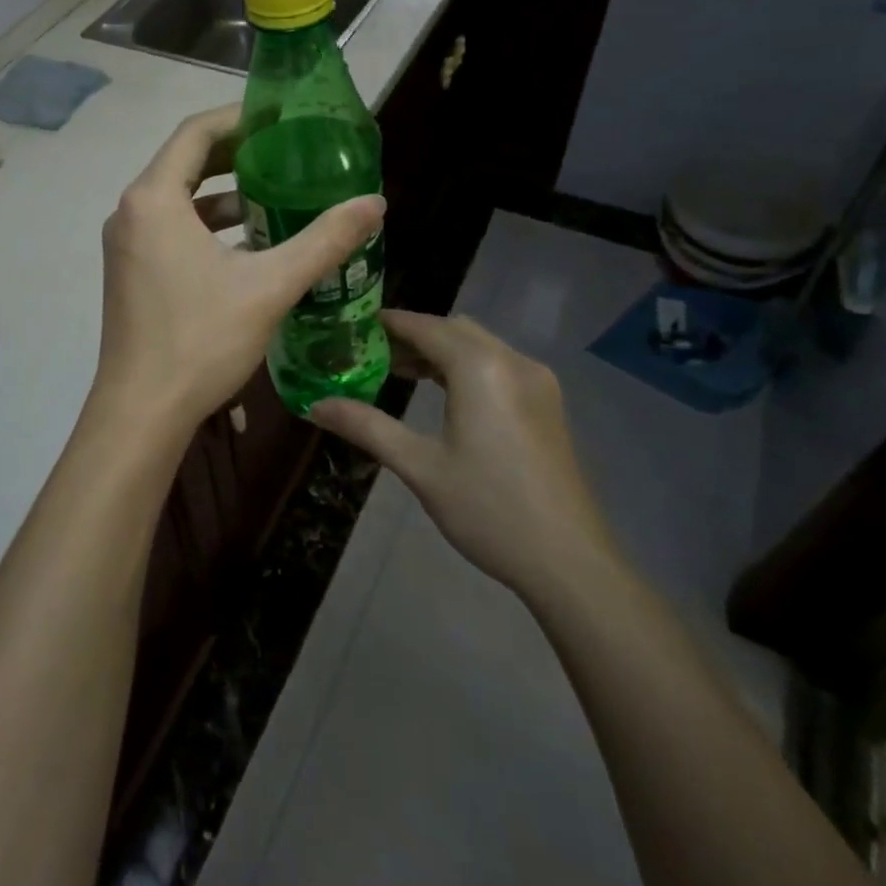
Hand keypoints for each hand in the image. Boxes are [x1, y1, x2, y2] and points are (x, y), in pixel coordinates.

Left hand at [88, 106, 384, 443]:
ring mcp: (125, 244)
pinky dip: (207, 226)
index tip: (280, 117)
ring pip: (178, 200)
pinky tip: (249, 246)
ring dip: (223, 194)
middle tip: (286, 151)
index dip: (239, 117)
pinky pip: (170, 229)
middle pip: (184, 162)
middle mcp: (130, 212)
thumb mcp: (270, 286)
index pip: (195, 133)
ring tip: (277, 197)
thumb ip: (324, 241)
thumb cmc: (200, 340)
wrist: (141, 412)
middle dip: (235, 153)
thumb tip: (375, 202)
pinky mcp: (130, 272)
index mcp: (153, 199)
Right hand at [310, 311, 617, 601]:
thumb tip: (315, 406)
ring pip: (478, 345)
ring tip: (398, 371)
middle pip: (452, 329)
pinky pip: (497, 364)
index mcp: (480, 367)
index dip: (387, 324)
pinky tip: (443, 394)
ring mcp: (536, 381)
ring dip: (439, 350)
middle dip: (411, 335)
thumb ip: (366, 427)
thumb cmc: (488, 509)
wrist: (570, 562)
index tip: (351, 328)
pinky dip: (465, 366)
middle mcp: (512, 361)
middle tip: (369, 354)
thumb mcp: (420, 467)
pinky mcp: (547, 403)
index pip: (424, 326)